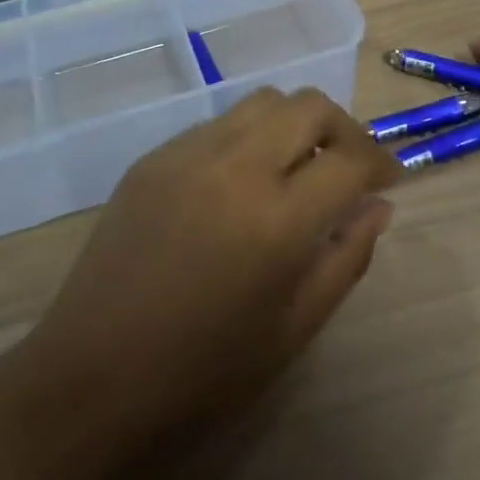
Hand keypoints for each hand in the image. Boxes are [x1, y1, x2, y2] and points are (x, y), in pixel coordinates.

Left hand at [18, 88, 398, 452]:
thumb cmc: (203, 373)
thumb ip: (346, 259)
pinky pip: (218, 123)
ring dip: (295, 123)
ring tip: (297, 166)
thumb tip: (378, 206)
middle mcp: (235, 168)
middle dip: (343, 128)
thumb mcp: (293, 330)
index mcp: (276, 221)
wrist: (91, 377)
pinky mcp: (153, 156)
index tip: (388, 180)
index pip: (350, 159)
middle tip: (350, 166)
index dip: (381, 163)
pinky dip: (249, 136)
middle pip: (309, 106)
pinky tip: (242, 180)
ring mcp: (188, 154)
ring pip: (263, 101)